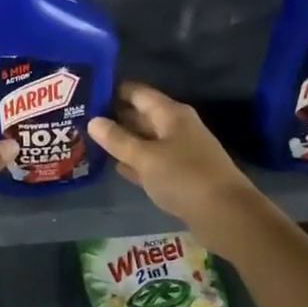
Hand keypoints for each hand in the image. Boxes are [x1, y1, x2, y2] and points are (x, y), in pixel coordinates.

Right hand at [89, 81, 260, 240]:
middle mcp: (176, 127)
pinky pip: (152, 161)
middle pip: (141, 115)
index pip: (137, 93)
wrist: (226, 214)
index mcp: (170, 113)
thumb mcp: (145, 157)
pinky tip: (115, 166)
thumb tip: (93, 121)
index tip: (86, 93)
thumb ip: (118, 140)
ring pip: (146, 140)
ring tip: (90, 140)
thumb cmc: (184, 177)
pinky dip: (136, 162)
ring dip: (123, 141)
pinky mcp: (181, 174)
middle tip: (81, 119)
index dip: (113, 91)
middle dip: (114, 117)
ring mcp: (180, 151)